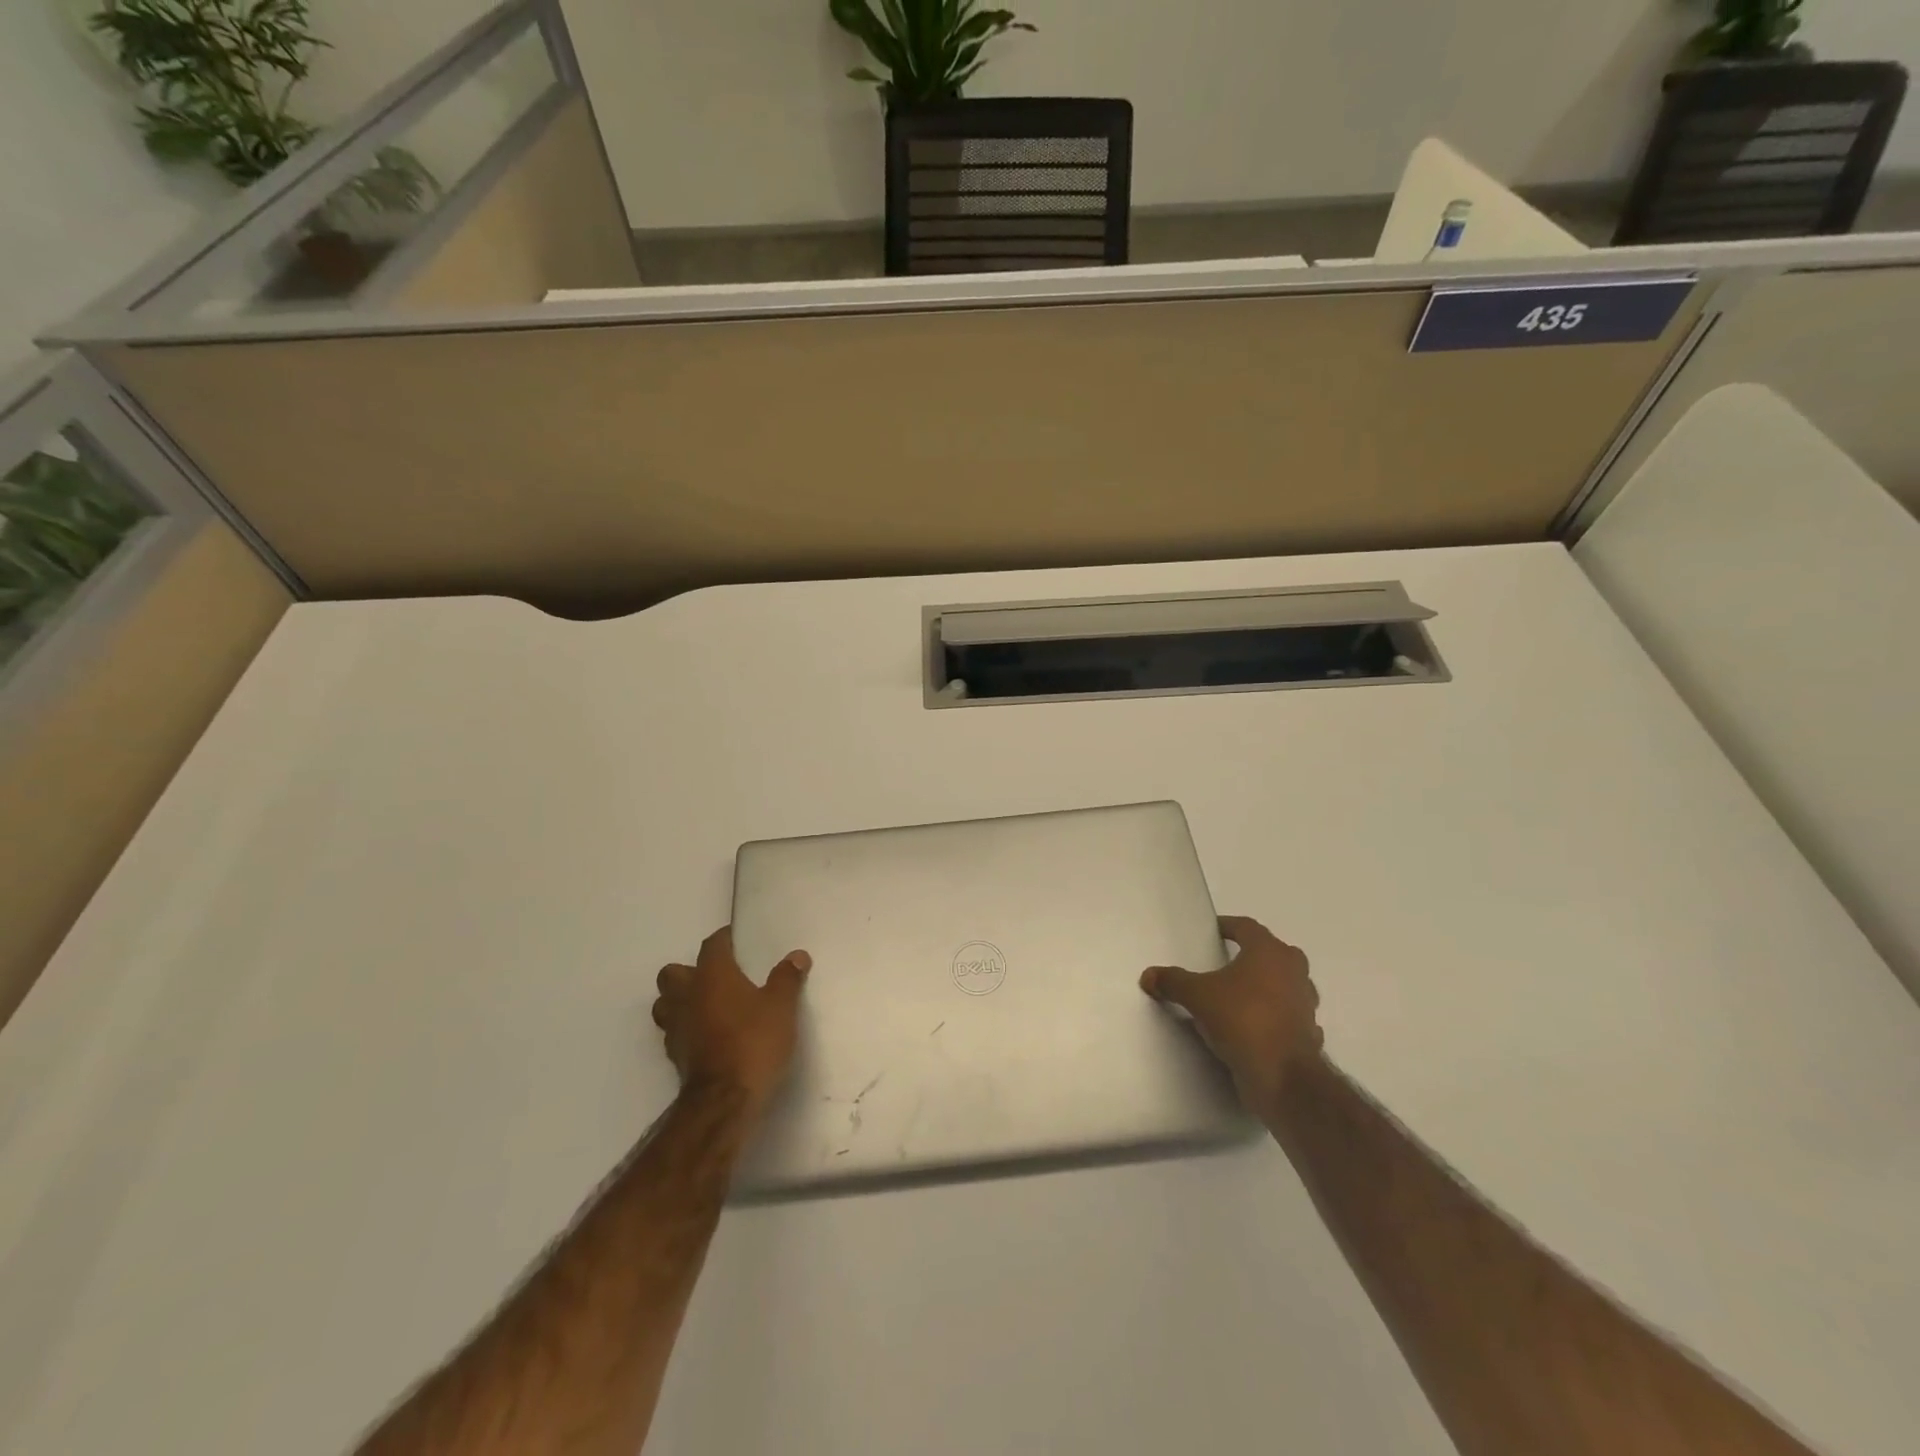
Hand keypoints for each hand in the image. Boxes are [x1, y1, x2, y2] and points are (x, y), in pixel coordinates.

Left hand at [652, 927, 810, 1114]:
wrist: (725, 1101)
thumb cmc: (754, 1042)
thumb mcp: (781, 1007)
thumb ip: (787, 978)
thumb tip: (796, 956)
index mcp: (712, 976)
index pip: (712, 945)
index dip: (724, 939)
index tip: (737, 940)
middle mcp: (687, 996)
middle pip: (673, 973)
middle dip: (689, 971)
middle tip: (717, 977)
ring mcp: (676, 1028)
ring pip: (665, 1003)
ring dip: (680, 1001)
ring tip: (707, 1006)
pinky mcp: (675, 1056)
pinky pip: (674, 1032)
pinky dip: (687, 1028)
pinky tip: (708, 1035)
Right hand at [1140, 915, 1323, 1115]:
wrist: (1283, 1076)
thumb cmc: (1242, 1019)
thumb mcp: (1197, 996)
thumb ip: (1173, 981)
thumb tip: (1148, 975)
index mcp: (1269, 952)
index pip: (1247, 927)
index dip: (1228, 926)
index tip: (1214, 930)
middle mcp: (1294, 972)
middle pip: (1273, 953)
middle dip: (1252, 955)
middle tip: (1228, 962)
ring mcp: (1305, 1004)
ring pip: (1286, 985)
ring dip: (1267, 986)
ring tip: (1239, 996)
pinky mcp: (1308, 1033)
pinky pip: (1289, 1016)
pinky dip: (1275, 1017)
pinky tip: (1257, 1027)